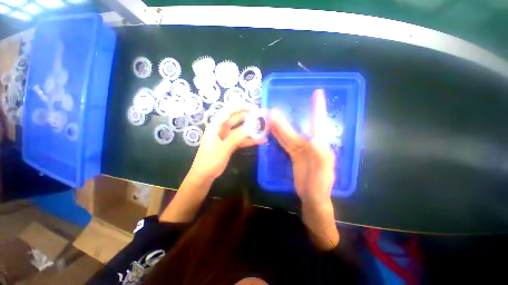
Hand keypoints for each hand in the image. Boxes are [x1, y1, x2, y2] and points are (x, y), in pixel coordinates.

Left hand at [190, 106, 266, 179]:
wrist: (205, 175)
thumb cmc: (210, 160)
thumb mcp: (223, 149)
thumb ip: (236, 138)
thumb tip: (250, 128)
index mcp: (215, 126)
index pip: (228, 111)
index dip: (241, 107)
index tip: (254, 107)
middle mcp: (221, 129)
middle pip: (236, 119)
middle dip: (248, 116)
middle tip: (261, 116)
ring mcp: (227, 136)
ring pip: (240, 129)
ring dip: (251, 129)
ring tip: (263, 129)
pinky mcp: (231, 144)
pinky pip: (241, 139)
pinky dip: (249, 140)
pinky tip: (259, 140)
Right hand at [269, 89, 335, 207]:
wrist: (312, 198)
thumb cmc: (321, 186)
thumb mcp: (324, 172)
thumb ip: (321, 155)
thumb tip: (314, 138)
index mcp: (320, 145)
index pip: (318, 123)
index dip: (318, 108)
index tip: (317, 93)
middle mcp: (310, 144)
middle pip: (296, 129)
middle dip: (285, 119)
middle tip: (274, 109)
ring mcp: (300, 150)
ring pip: (288, 135)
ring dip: (279, 126)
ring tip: (269, 117)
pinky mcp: (293, 155)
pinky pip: (285, 143)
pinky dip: (278, 136)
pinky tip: (272, 130)